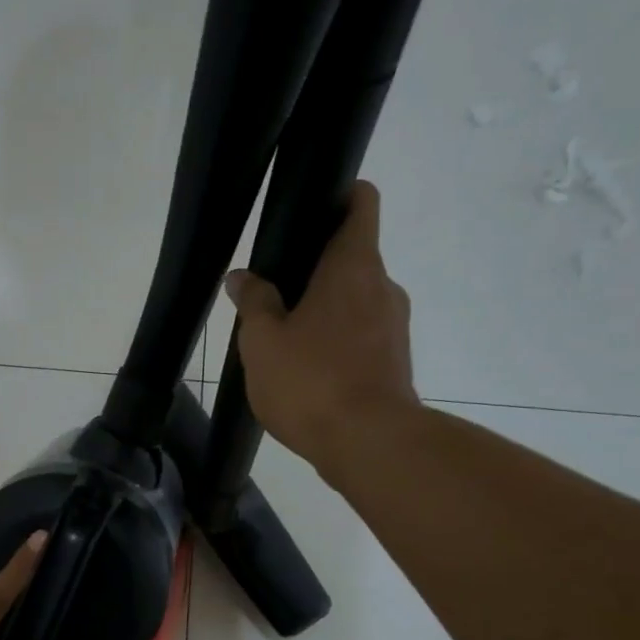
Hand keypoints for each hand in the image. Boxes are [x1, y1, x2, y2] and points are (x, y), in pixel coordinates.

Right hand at [224, 181, 416, 466]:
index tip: (306, 212)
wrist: (369, 444)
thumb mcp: (263, 341)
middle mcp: (382, 287)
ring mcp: (394, 326)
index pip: (361, 203)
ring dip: (324, 310)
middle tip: (273, 294)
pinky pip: (362, 335)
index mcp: (353, 266)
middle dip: (315, 268)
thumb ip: (253, 302)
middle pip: (352, 257)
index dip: (337, 196)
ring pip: (355, 301)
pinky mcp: (395, 361)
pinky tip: (307, 371)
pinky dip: (337, 342)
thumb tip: (243, 277)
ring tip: (285, 341)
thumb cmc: (311, 381)